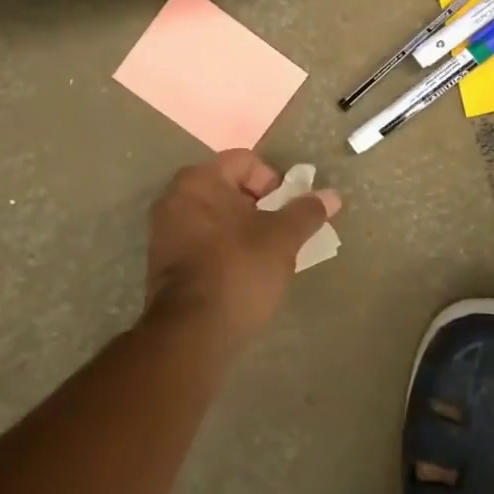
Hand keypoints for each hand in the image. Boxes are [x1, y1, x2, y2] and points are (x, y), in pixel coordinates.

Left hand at [143, 151, 340, 346]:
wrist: (192, 332)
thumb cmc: (240, 269)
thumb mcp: (283, 238)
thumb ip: (307, 211)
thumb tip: (332, 195)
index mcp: (200, 180)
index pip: (246, 161)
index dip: (274, 181)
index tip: (286, 211)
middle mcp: (175, 197)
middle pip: (229, 187)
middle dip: (259, 206)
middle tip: (279, 233)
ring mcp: (163, 229)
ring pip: (214, 215)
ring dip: (241, 228)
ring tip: (263, 256)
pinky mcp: (161, 261)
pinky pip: (200, 239)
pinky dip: (222, 247)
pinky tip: (239, 272)